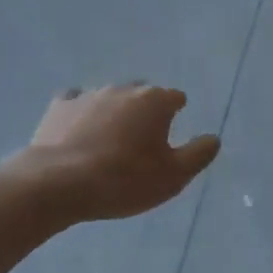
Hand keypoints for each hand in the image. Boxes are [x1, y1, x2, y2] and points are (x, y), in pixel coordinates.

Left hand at [7, 84, 220, 222]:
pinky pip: (76, 102)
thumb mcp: (173, 176)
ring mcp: (89, 94)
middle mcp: (123, 89)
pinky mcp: (59, 106)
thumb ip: (198, 154)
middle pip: (142, 93)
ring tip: (110, 137)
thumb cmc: (124, 180)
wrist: (59, 183)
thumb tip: (213, 138)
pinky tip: (78, 129)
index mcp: (155, 101)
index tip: (172, 129)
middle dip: (145, 108)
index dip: (176, 112)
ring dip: (114, 111)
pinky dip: (81, 112)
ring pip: (110, 97)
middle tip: (143, 136)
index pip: (175, 97)